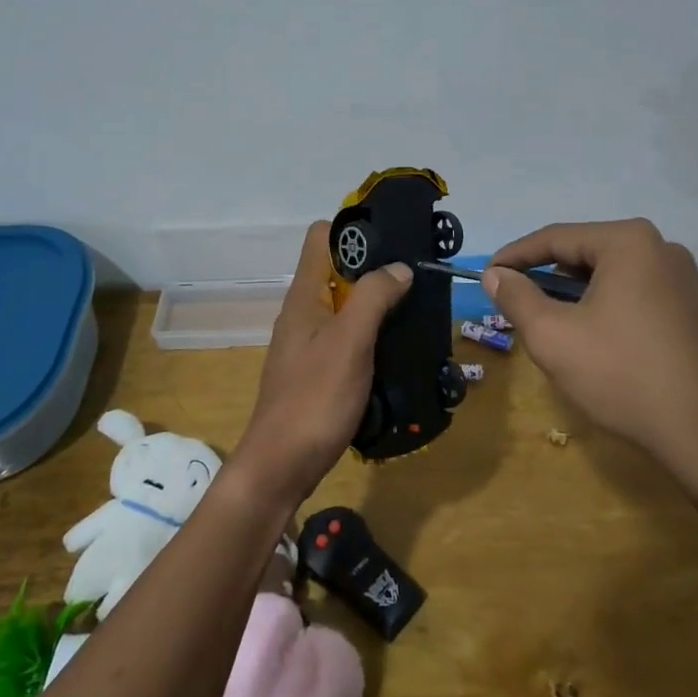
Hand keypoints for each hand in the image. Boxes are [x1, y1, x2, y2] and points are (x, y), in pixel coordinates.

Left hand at [229, 222, 412, 513]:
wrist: (281, 465)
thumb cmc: (315, 398)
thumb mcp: (350, 342)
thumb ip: (374, 297)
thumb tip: (399, 267)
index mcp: (304, 296)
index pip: (321, 237)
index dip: (354, 231)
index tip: (393, 241)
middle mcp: (303, 312)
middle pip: (337, 271)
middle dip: (375, 269)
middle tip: (416, 279)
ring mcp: (308, 343)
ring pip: (345, 307)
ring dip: (376, 305)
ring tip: (414, 311)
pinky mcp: (317, 371)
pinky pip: (346, 338)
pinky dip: (370, 336)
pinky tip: (396, 349)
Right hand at [483, 219, 697, 485]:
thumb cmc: (621, 376)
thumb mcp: (552, 336)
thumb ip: (516, 297)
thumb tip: (496, 274)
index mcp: (628, 242)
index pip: (555, 238)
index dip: (514, 256)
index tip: (486, 276)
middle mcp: (660, 246)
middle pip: (583, 251)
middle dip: (543, 274)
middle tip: (512, 299)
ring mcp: (680, 277)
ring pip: (607, 273)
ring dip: (571, 291)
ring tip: (544, 318)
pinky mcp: (689, 306)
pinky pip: (631, 290)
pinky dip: (601, 303)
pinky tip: (586, 332)